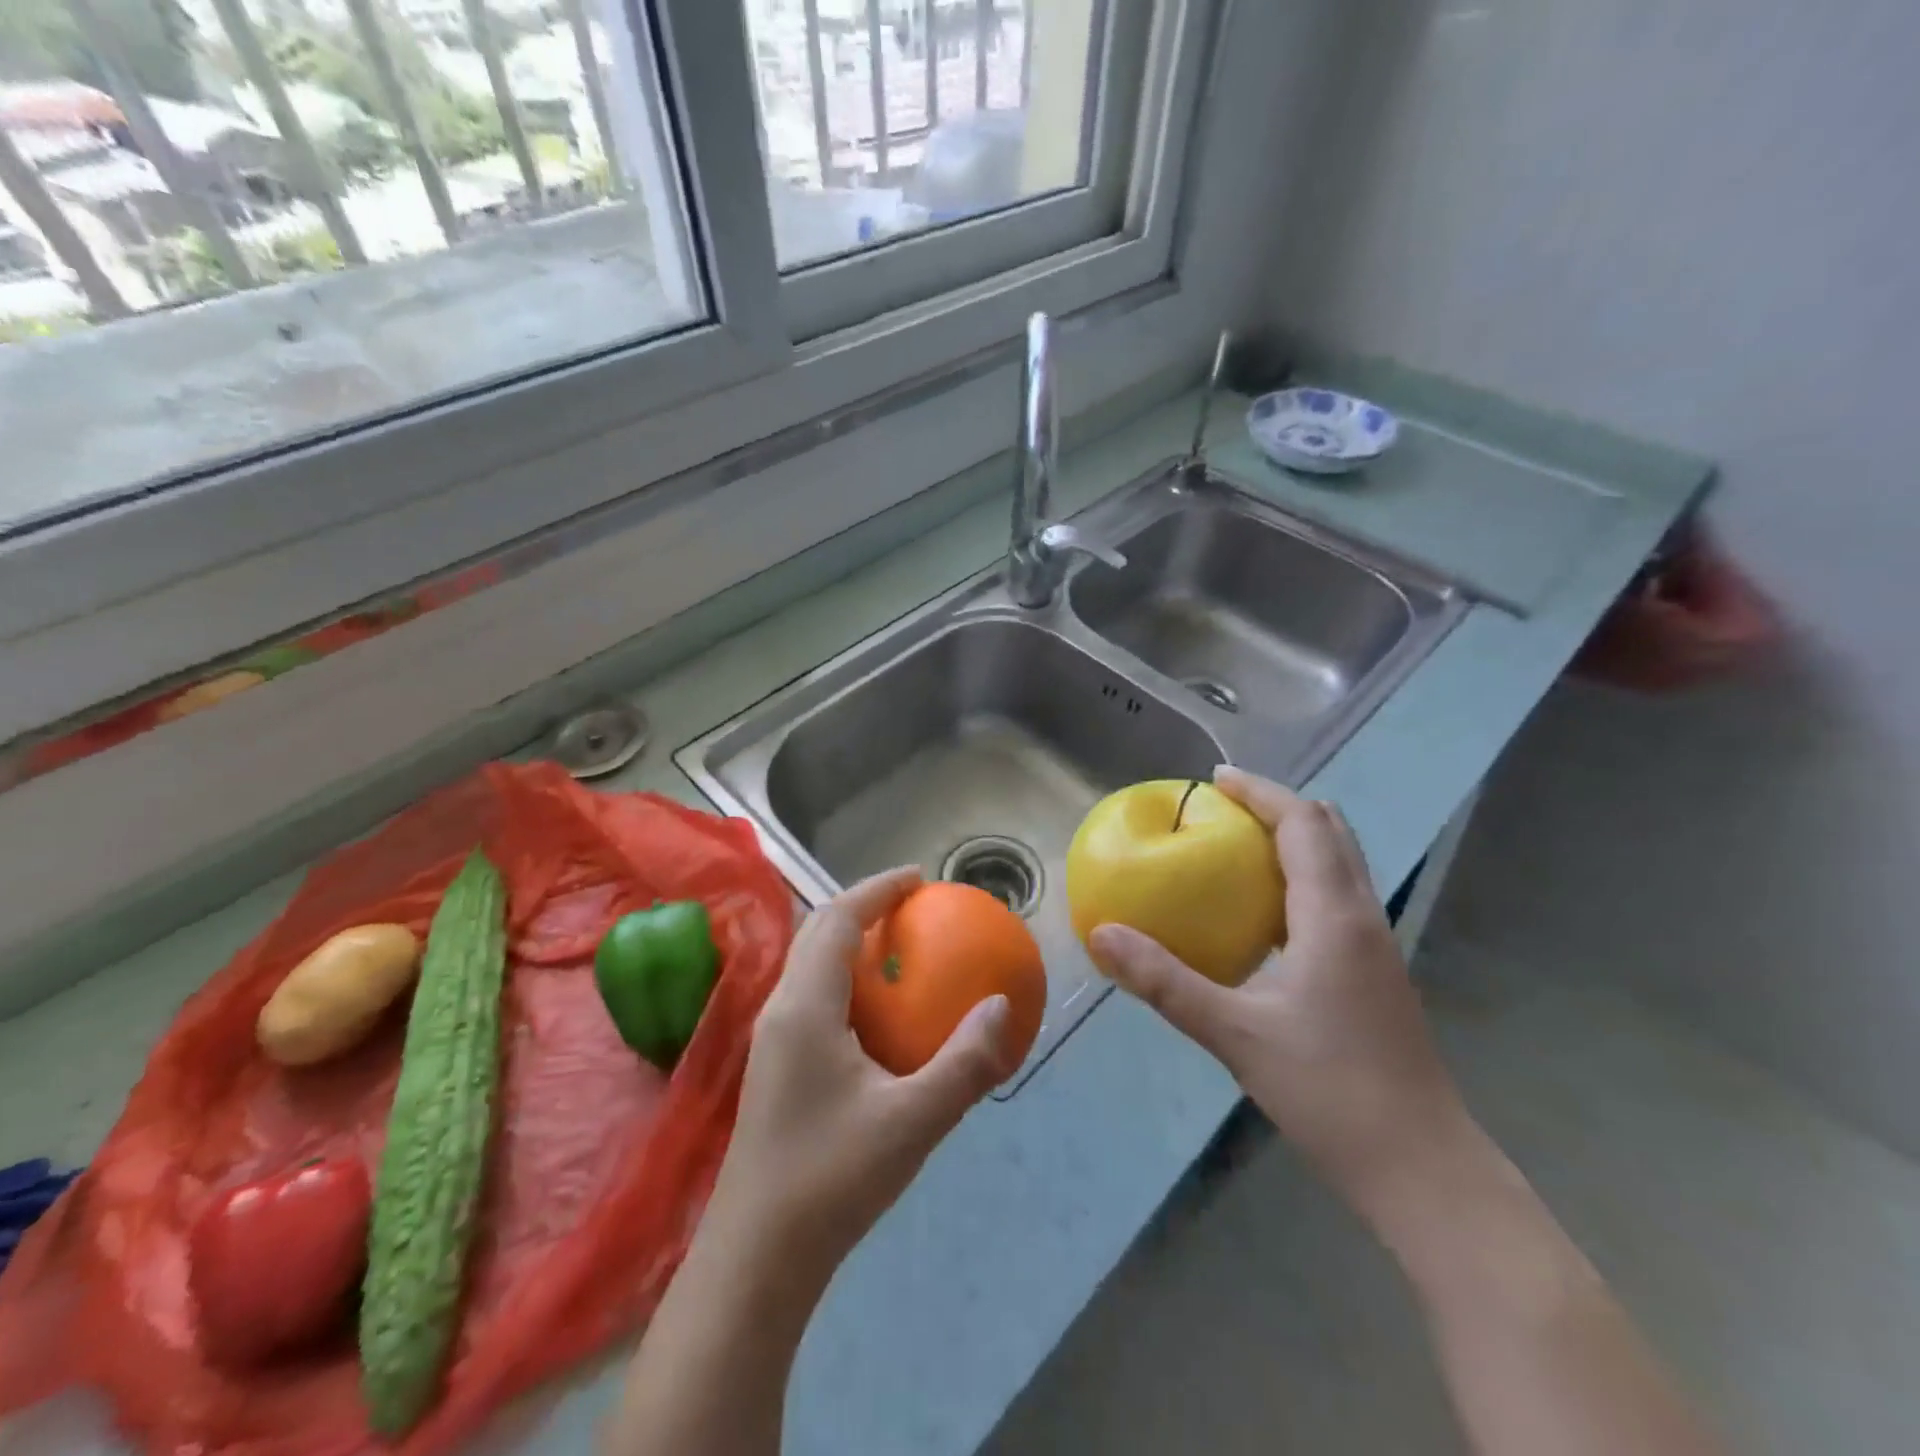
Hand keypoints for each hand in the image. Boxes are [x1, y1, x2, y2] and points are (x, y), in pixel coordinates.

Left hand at [705, 867, 1019, 1278]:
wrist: (756, 1258)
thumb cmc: (831, 1180)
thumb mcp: (912, 1122)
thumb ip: (963, 1062)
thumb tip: (1002, 1006)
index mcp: (805, 1007)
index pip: (836, 920)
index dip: (876, 890)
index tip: (918, 879)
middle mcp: (781, 1010)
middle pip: (817, 932)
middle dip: (863, 907)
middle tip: (913, 906)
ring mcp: (773, 1039)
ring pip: (810, 964)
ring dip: (849, 941)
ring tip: (898, 947)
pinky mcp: (775, 1066)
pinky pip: (812, 995)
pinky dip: (845, 978)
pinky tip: (877, 1014)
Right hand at [1088, 766, 1468, 1213]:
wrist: (1421, 1168)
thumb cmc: (1330, 1090)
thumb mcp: (1234, 1033)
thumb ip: (1164, 981)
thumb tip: (1101, 935)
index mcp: (1333, 916)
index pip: (1302, 824)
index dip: (1260, 792)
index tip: (1214, 778)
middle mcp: (1362, 917)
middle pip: (1329, 833)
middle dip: (1277, 807)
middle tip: (1222, 807)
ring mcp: (1375, 947)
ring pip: (1338, 865)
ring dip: (1293, 841)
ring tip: (1236, 847)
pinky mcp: (1374, 975)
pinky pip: (1335, 899)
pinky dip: (1299, 880)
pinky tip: (1261, 916)